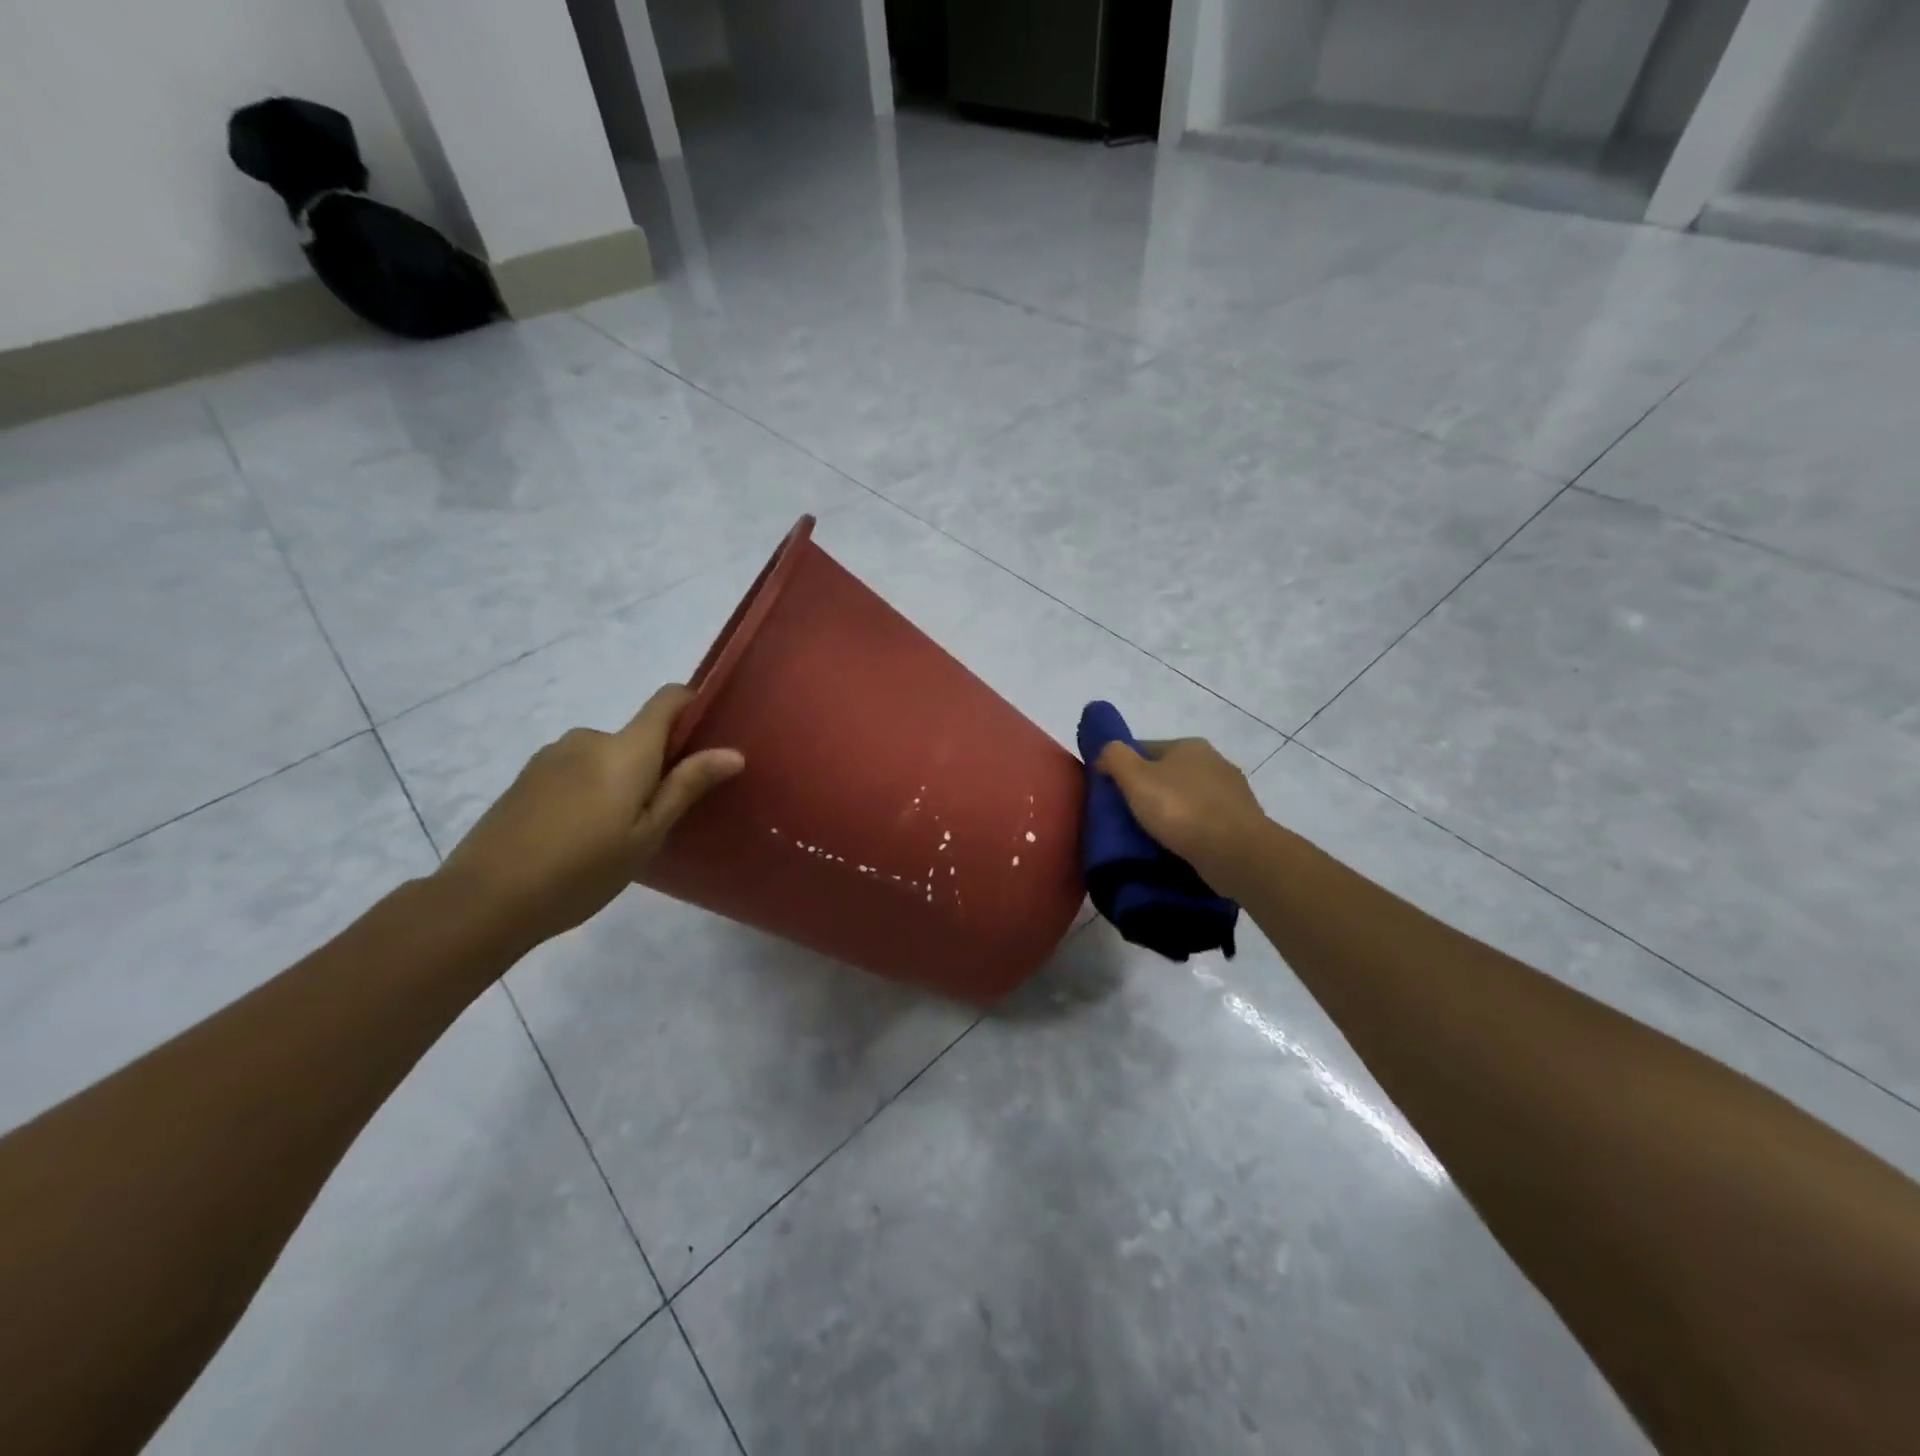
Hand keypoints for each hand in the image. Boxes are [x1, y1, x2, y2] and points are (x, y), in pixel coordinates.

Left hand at [437, 685, 743, 949]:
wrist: (484, 898)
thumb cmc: (582, 870)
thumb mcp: (647, 835)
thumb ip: (687, 787)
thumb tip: (733, 752)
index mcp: (625, 749)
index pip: (669, 699)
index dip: (694, 706)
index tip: (709, 739)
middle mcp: (589, 738)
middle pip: (638, 736)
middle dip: (655, 765)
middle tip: (657, 818)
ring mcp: (553, 755)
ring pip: (606, 757)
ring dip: (620, 781)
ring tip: (613, 834)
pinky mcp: (528, 776)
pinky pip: (577, 770)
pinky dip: (590, 790)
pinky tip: (578, 836)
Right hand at [1095, 737, 1269, 898]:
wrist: (1237, 853)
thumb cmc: (1181, 810)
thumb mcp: (1135, 778)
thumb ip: (1114, 757)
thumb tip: (1105, 753)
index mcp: (1189, 746)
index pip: (1144, 749)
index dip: (1123, 769)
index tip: (1110, 795)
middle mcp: (1214, 761)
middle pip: (1167, 774)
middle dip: (1149, 792)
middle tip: (1127, 818)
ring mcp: (1232, 792)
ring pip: (1187, 798)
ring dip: (1172, 813)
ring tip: (1152, 837)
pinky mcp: (1242, 822)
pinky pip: (1205, 822)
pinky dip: (1191, 831)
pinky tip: (1179, 847)